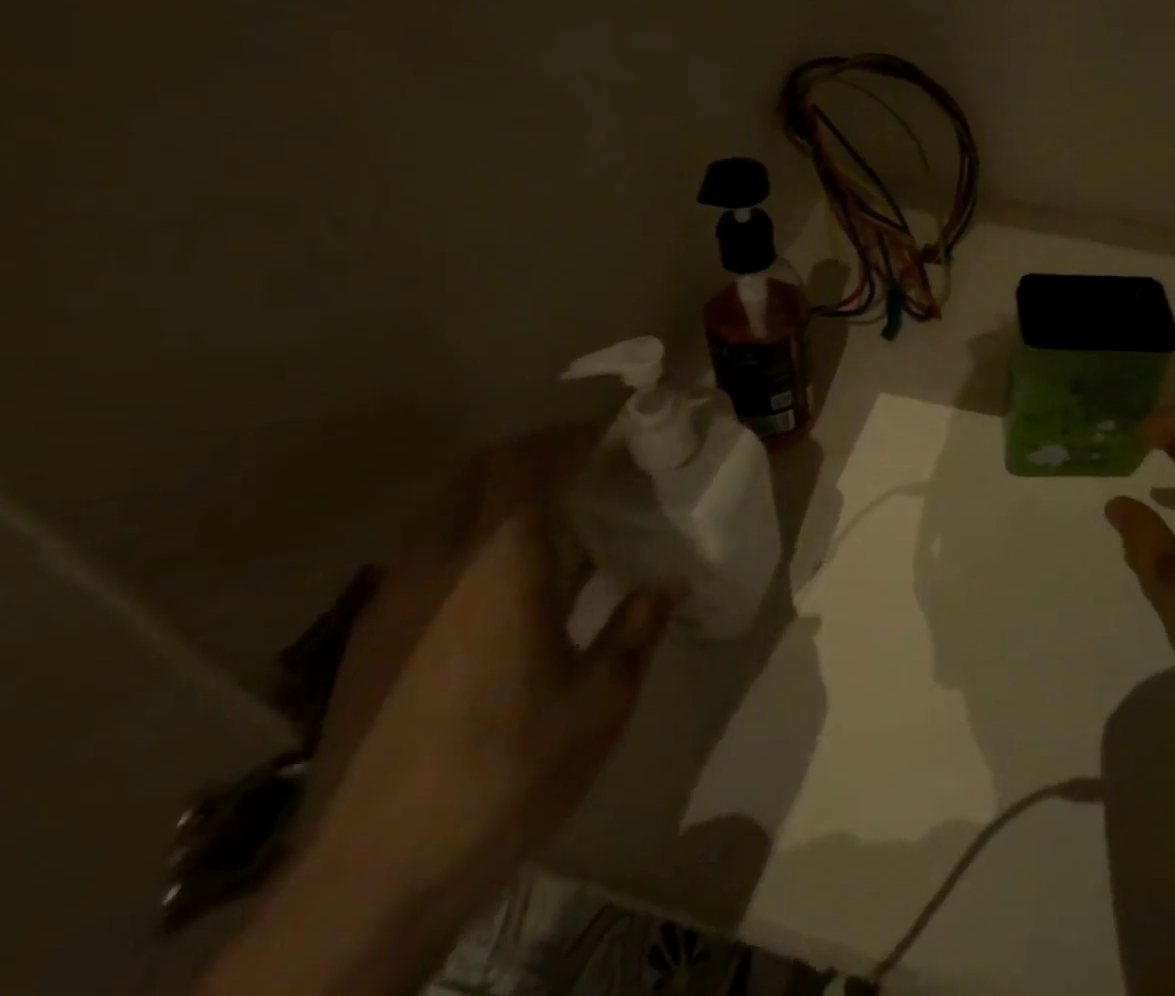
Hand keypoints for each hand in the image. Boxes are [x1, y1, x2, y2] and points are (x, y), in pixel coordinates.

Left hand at [304, 426, 671, 920]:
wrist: (372, 878)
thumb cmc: (506, 772)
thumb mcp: (600, 703)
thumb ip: (637, 630)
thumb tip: (668, 585)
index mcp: (499, 563)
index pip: (523, 462)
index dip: (564, 437)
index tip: (604, 437)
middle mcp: (438, 563)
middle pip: (474, 473)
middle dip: (528, 454)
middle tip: (580, 466)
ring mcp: (391, 599)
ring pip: (441, 510)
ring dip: (492, 494)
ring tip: (545, 517)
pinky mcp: (366, 639)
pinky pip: (422, 553)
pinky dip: (464, 535)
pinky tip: (495, 584)